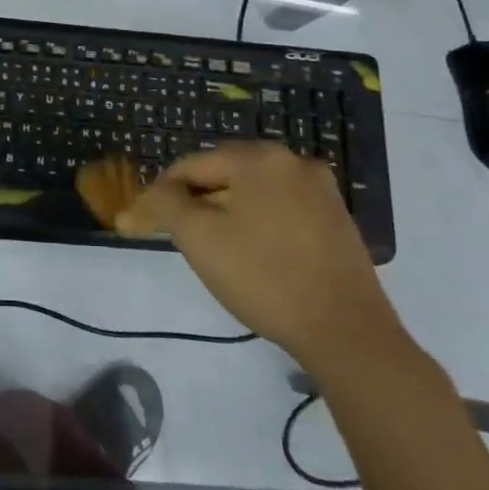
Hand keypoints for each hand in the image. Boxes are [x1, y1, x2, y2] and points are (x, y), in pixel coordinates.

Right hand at [118, 143, 408, 372]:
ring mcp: (322, 190)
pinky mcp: (337, 219)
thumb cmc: (263, 276)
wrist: (346, 332)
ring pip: (252, 192)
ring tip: (211, 248)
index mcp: (259, 157)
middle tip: (175, 235)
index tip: (142, 223)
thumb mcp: (198, 237)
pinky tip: (251, 255)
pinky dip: (256, 223)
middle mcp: (293, 162)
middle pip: (223, 174)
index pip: (191, 166)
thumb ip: (165, 204)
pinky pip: (280, 209)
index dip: (161, 194)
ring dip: (225, 213)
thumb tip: (152, 195)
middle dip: (194, 201)